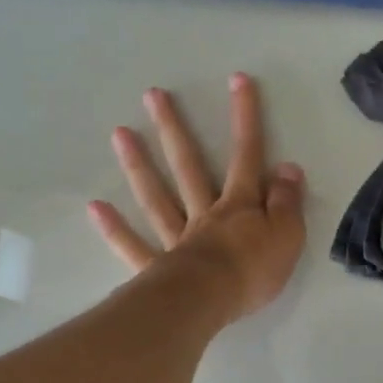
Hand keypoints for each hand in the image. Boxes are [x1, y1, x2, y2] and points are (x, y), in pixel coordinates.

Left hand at [89, 73, 306, 322]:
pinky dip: (115, 229)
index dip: (245, 118)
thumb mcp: (287, 235)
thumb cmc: (253, 270)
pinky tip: (95, 207)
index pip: (246, 156)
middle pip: (188, 166)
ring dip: (138, 165)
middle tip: (152, 96)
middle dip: (174, 129)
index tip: (237, 80)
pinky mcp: (157, 268)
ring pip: (156, 197)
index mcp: (238, 206)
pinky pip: (134, 246)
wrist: (211, 302)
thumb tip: (287, 167)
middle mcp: (204, 214)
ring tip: (119, 133)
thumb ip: (287, 202)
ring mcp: (177, 239)